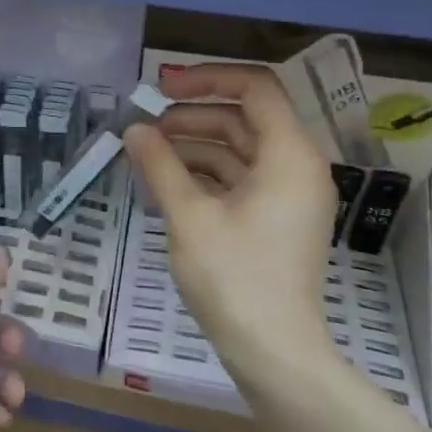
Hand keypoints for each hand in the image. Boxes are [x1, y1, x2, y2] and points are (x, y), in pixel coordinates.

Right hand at [123, 63, 338, 381]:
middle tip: (144, 127)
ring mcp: (288, 194)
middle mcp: (297, 165)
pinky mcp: (277, 218)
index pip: (254, 87)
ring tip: (147, 155)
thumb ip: (160, 165)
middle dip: (192, 116)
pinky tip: (166, 183)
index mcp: (289, 154)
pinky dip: (205, 174)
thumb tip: (135, 130)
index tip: (162, 88)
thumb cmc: (235, 279)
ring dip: (193, 146)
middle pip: (243, 117)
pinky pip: (240, 178)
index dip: (207, 78)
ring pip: (238, 149)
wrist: (274, 353)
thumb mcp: (188, 216)